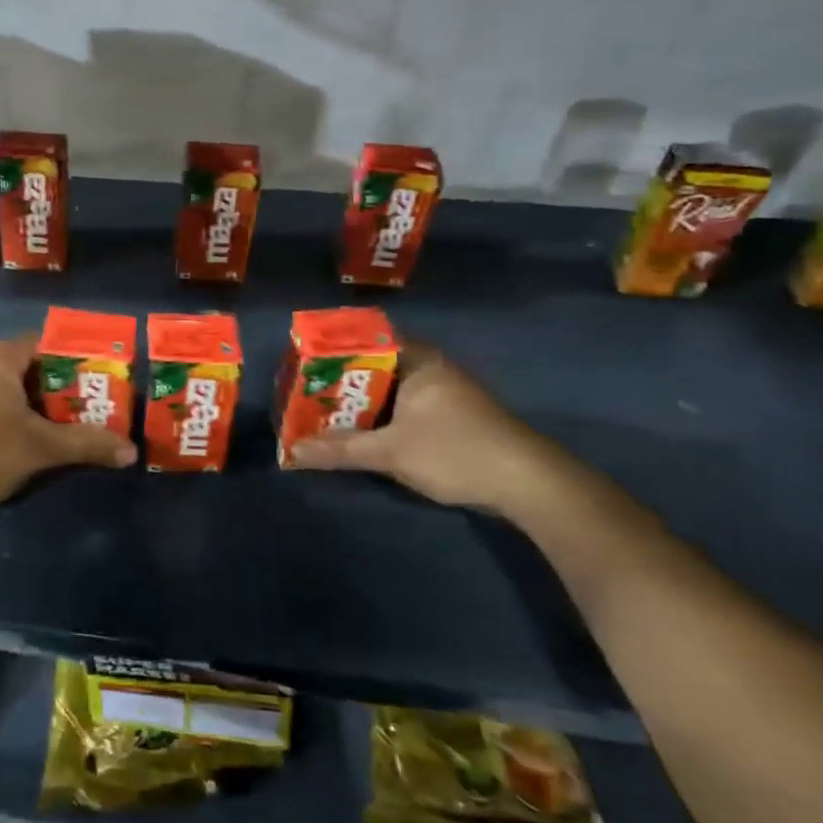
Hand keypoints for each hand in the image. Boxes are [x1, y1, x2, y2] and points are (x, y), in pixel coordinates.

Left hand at [0, 334, 136, 513]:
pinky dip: (15, 411)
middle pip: (29, 364)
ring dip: (37, 400)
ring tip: (70, 419)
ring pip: (10, 385)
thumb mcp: (43, 446)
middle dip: (60, 383)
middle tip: (92, 401)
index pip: (45, 343)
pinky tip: (34, 433)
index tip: (101, 376)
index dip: (75, 358)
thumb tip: (130, 451)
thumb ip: (87, 443)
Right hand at [290, 342, 580, 514]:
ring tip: (325, 411)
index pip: (367, 338)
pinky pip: (407, 405)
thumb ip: (340, 450)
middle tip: (307, 391)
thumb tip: (293, 451)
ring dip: (362, 401)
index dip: (334, 348)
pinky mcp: (455, 416)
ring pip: (392, 388)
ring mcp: (447, 392)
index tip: (305, 362)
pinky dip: (383, 415)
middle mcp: (432, 368)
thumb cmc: (455, 452)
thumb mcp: (390, 452)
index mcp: (418, 360)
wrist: (529, 484)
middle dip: (342, 379)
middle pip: (376, 364)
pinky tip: (364, 431)